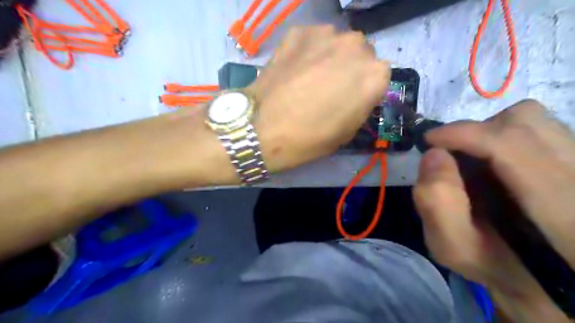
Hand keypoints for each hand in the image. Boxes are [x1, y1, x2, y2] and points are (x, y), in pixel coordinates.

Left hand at [247, 26, 390, 171]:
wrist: (262, 129)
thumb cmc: (309, 138)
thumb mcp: (347, 132)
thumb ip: (361, 105)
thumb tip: (357, 93)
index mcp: (374, 75)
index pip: (379, 75)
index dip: (364, 88)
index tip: (351, 98)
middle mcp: (356, 47)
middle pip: (361, 55)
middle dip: (350, 69)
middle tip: (330, 87)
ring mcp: (326, 35)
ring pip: (338, 44)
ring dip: (330, 57)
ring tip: (310, 77)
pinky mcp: (299, 32)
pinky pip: (313, 40)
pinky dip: (308, 51)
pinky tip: (295, 69)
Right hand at [414, 100, 574, 320]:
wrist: (549, 280)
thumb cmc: (497, 268)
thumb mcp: (453, 247)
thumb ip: (436, 204)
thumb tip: (433, 155)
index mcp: (561, 211)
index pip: (512, 144)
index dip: (463, 133)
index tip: (430, 140)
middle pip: (526, 122)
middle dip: (475, 132)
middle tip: (452, 154)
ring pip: (535, 121)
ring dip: (491, 133)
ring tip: (474, 159)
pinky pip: (540, 130)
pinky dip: (506, 137)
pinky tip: (495, 164)